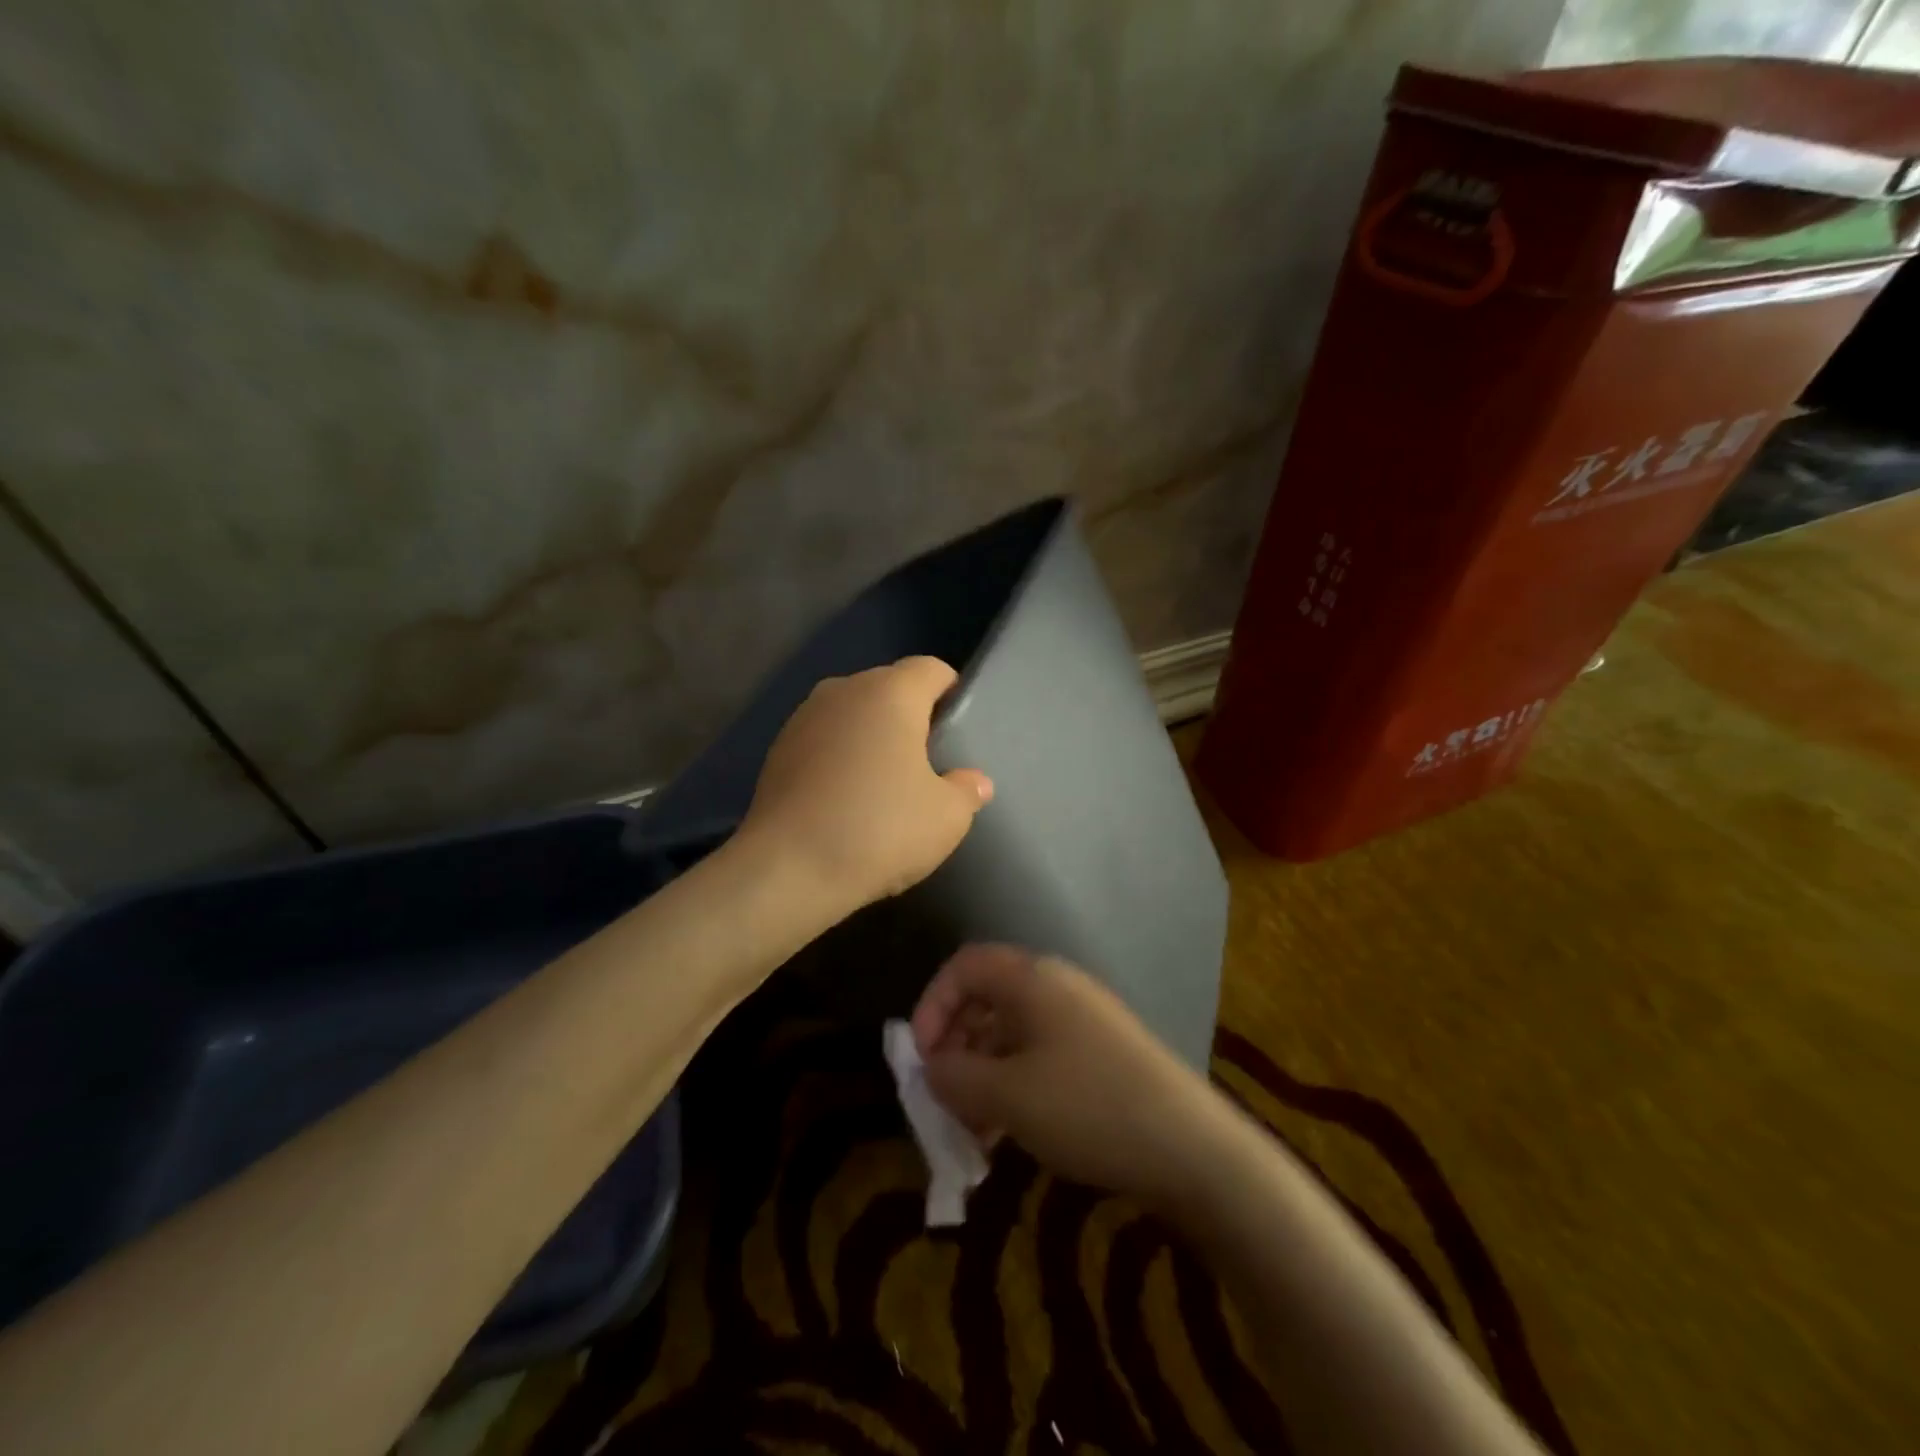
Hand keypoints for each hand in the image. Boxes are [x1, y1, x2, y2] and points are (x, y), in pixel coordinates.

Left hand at [739, 656, 992, 913]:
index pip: (930, 669)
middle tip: (926, 762)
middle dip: (909, 715)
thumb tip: (974, 781)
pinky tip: (844, 798)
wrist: (788, 869)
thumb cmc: (880, 830)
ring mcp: (804, 718)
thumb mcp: (946, 817)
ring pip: (852, 713)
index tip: (958, 729)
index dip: (950, 692)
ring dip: (870, 736)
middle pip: (888, 687)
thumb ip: (966, 790)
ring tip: (883, 782)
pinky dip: (838, 756)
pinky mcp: (777, 750)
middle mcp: (844, 691)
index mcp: (890, 693)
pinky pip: (823, 740)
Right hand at [910, 945, 1226, 1203]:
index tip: (920, 1057)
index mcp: (1032, 979)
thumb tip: (930, 1068)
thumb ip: (955, 1077)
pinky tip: (1006, 1134)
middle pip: (986, 999)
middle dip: (955, 1045)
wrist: (1191, 1147)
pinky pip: (1039, 1056)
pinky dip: (1012, 1086)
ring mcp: (1082, 1020)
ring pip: (1011, 1034)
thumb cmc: (1087, 1107)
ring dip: (982, 1074)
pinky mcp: (1099, 1054)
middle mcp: (1056, 987)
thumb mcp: (1007, 1096)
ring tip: (971, 1129)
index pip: (965, 965)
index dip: (932, 1004)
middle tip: (942, 1097)